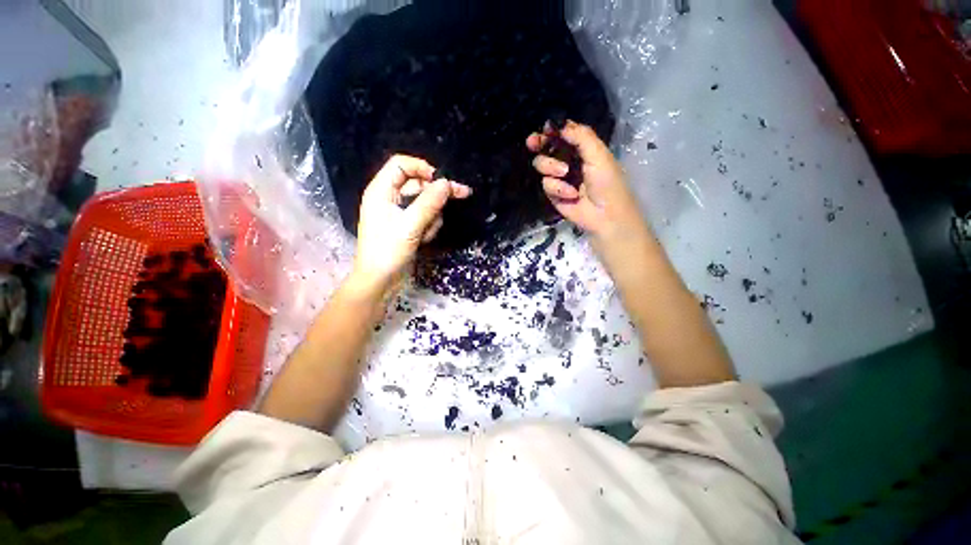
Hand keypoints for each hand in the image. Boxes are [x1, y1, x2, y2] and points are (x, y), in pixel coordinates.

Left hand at [351, 155, 471, 294]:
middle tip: (462, 194)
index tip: (442, 180)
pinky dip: (429, 227)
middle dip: (436, 194)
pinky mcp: (407, 226)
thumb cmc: (388, 251)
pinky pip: (425, 217)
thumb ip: (429, 203)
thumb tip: (446, 183)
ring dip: (432, 216)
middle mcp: (390, 198)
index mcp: (381, 191)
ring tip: (426, 233)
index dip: (422, 168)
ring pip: (425, 203)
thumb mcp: (410, 226)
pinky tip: (424, 240)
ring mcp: (399, 213)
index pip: (401, 165)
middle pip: (418, 184)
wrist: (380, 281)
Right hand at [526, 120, 645, 242]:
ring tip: (564, 173)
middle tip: (532, 143)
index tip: (544, 129)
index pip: (563, 134)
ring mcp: (559, 178)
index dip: (552, 130)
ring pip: (542, 165)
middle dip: (539, 144)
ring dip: (551, 167)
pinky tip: (571, 194)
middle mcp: (568, 160)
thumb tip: (559, 124)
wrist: (604, 214)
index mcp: (581, 148)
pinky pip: (546, 184)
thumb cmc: (607, 182)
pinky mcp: (553, 193)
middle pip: (546, 147)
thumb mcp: (598, 154)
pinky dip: (557, 188)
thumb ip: (581, 136)